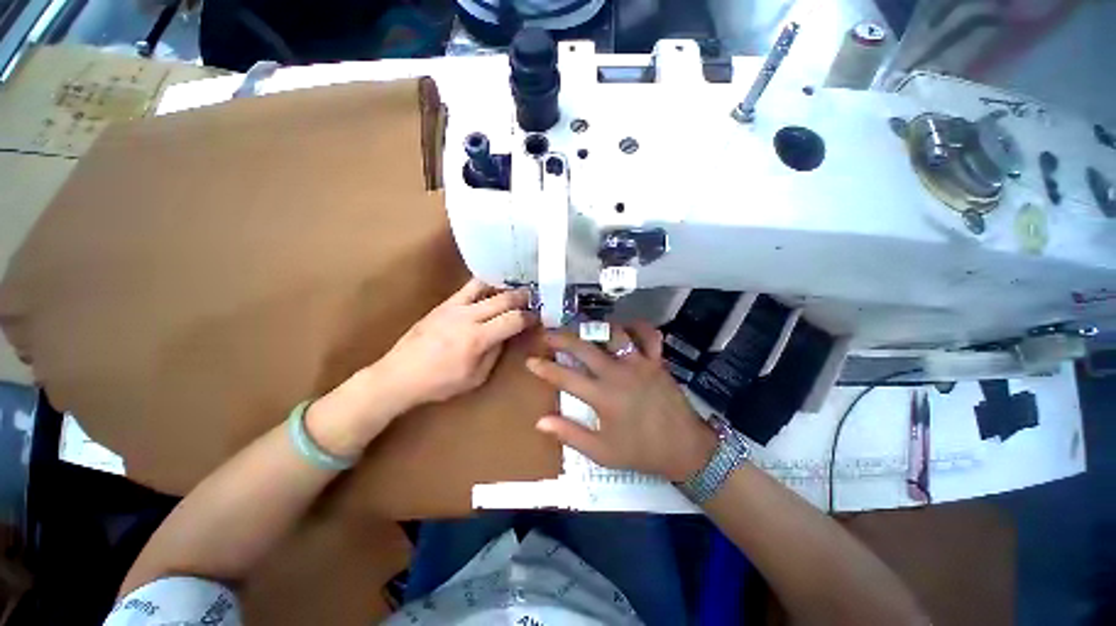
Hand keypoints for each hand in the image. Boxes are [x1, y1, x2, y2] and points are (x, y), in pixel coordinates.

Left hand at [378, 278, 536, 408]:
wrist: (399, 375)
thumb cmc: (439, 383)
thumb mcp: (475, 378)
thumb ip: (494, 353)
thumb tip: (505, 335)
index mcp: (477, 339)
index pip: (513, 319)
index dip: (529, 317)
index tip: (538, 317)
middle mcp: (468, 317)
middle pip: (504, 299)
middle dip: (523, 297)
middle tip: (534, 298)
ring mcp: (454, 307)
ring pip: (486, 286)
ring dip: (504, 287)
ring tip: (515, 289)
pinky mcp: (443, 304)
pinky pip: (468, 288)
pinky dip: (485, 285)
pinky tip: (492, 288)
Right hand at [526, 322, 717, 481]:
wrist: (685, 448)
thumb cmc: (641, 451)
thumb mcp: (603, 452)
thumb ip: (571, 435)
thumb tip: (541, 421)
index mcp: (603, 397)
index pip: (565, 377)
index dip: (545, 368)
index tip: (530, 361)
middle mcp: (618, 373)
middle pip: (585, 348)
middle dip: (562, 339)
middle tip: (548, 333)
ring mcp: (639, 363)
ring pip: (614, 334)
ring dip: (596, 329)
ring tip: (584, 328)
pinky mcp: (656, 361)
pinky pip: (648, 335)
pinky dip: (638, 326)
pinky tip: (627, 326)